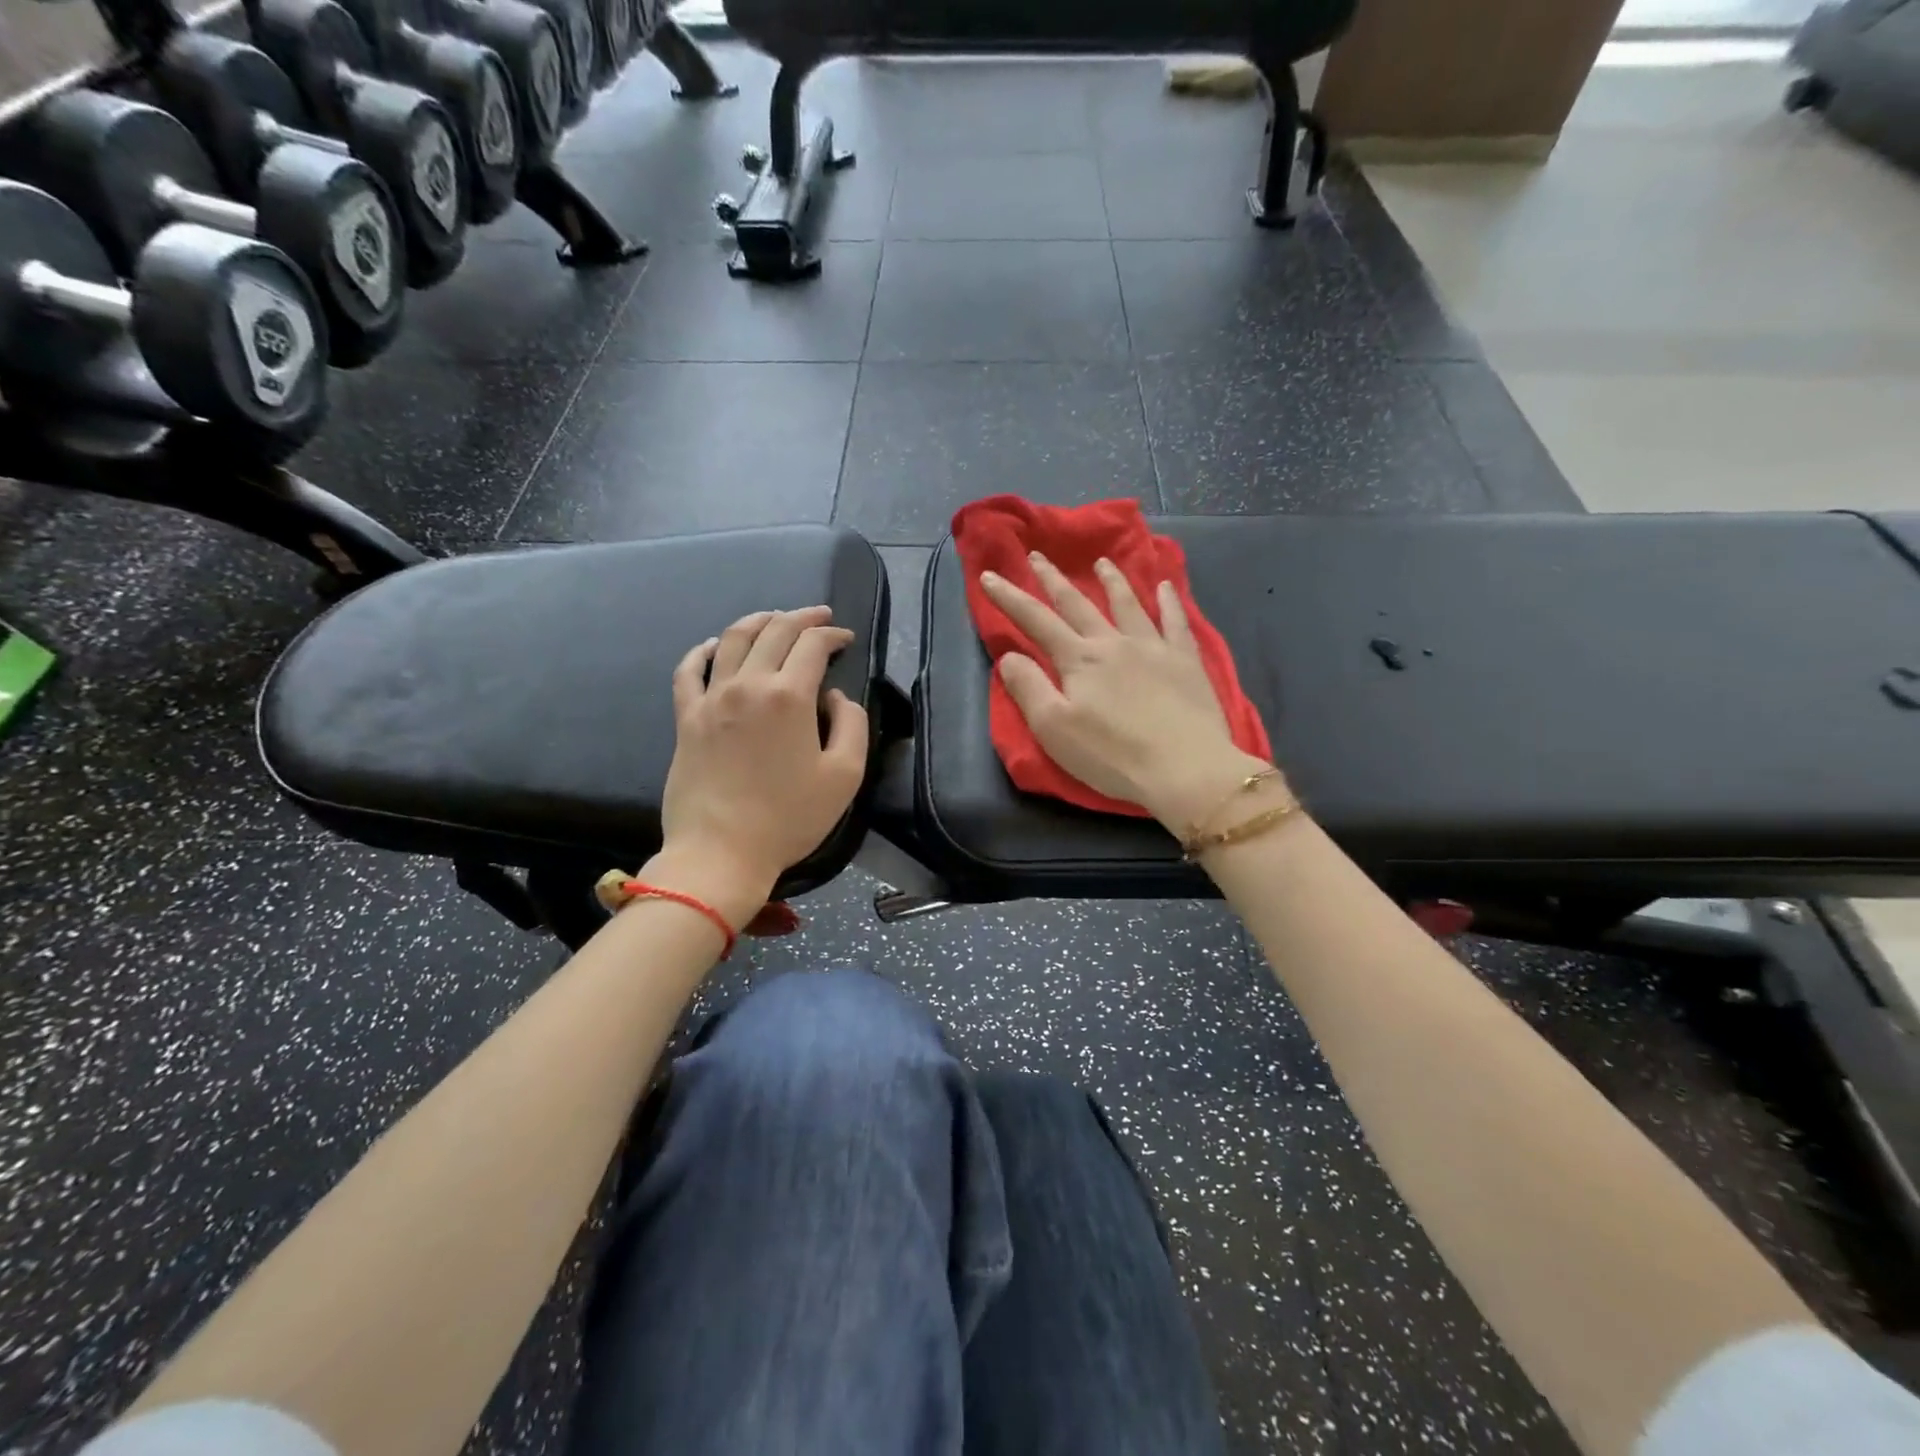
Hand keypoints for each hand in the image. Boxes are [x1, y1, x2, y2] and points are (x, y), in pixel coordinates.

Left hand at [652, 607, 868, 925]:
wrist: (721, 852)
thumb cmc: (789, 818)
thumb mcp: (845, 776)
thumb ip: (852, 725)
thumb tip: (833, 698)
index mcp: (790, 696)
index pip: (813, 645)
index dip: (833, 635)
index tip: (846, 639)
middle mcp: (748, 685)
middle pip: (774, 632)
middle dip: (802, 618)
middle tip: (819, 618)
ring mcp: (711, 699)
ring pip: (732, 640)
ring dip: (757, 621)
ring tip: (774, 618)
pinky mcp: (686, 718)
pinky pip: (689, 670)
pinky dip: (703, 650)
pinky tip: (714, 646)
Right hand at [980, 555, 1276, 830]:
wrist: (1186, 768)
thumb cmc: (1113, 755)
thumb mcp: (1054, 729)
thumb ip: (1029, 689)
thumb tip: (1010, 657)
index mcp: (1079, 660)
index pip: (1035, 621)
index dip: (1009, 598)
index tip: (989, 575)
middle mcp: (1113, 643)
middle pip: (1077, 604)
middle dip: (1053, 579)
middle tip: (1037, 556)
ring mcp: (1153, 647)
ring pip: (1128, 604)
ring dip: (1111, 581)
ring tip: (1101, 562)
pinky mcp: (1186, 661)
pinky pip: (1176, 622)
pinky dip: (1169, 602)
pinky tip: (1165, 587)